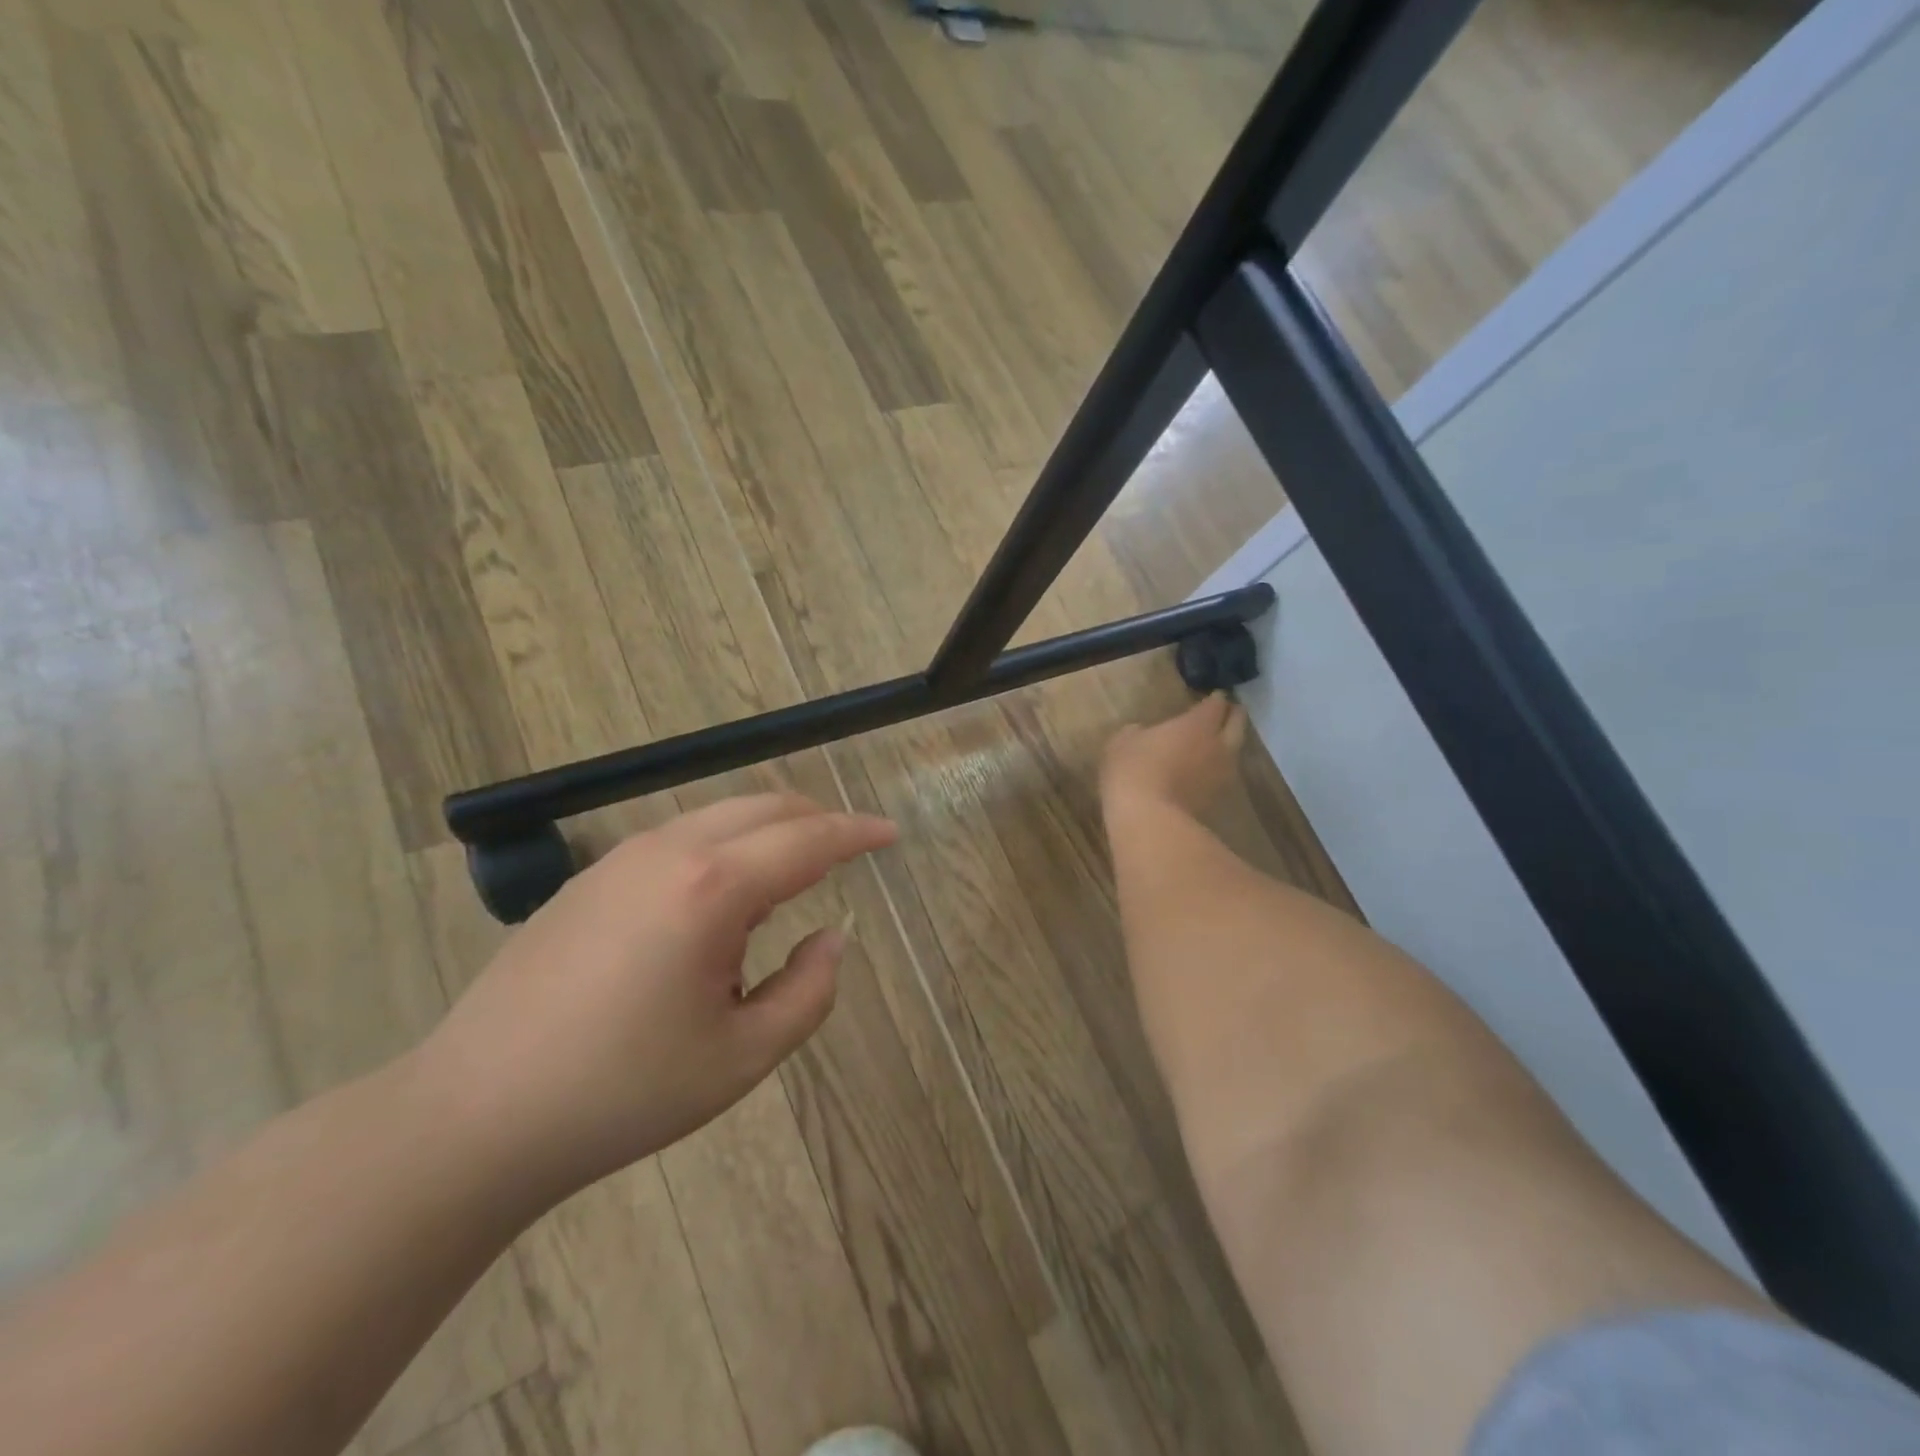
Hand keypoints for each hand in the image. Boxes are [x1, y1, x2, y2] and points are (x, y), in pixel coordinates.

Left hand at [415, 795, 897, 1202]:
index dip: (858, 833)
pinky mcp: (591, 877)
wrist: (474, 1114)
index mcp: (713, 888)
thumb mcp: (741, 1058)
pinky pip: (682, 837)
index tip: (891, 835)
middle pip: (766, 806)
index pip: (809, 840)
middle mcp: (670, 851)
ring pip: (721, 816)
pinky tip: (721, 902)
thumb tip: (831, 938)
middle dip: (818, 820)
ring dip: (770, 832)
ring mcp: (623, 857)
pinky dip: (726, 846)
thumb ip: (808, 992)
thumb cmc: (621, 1094)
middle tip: (850, 853)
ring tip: (790, 883)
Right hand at [1101, 692, 1247, 815]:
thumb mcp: (1122, 742)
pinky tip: (1201, 773)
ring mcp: (1222, 775)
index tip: (1211, 696)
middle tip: (1225, 713)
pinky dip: (1214, 771)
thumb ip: (1138, 732)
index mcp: (1198, 724)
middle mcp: (1219, 745)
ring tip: (1214, 744)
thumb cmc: (1134, 771)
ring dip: (1226, 746)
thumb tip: (1143, 733)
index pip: (1216, 704)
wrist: (1149, 821)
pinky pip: (1221, 777)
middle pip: (1237, 725)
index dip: (1214, 699)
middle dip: (1232, 716)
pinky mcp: (1217, 801)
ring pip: (1234, 753)